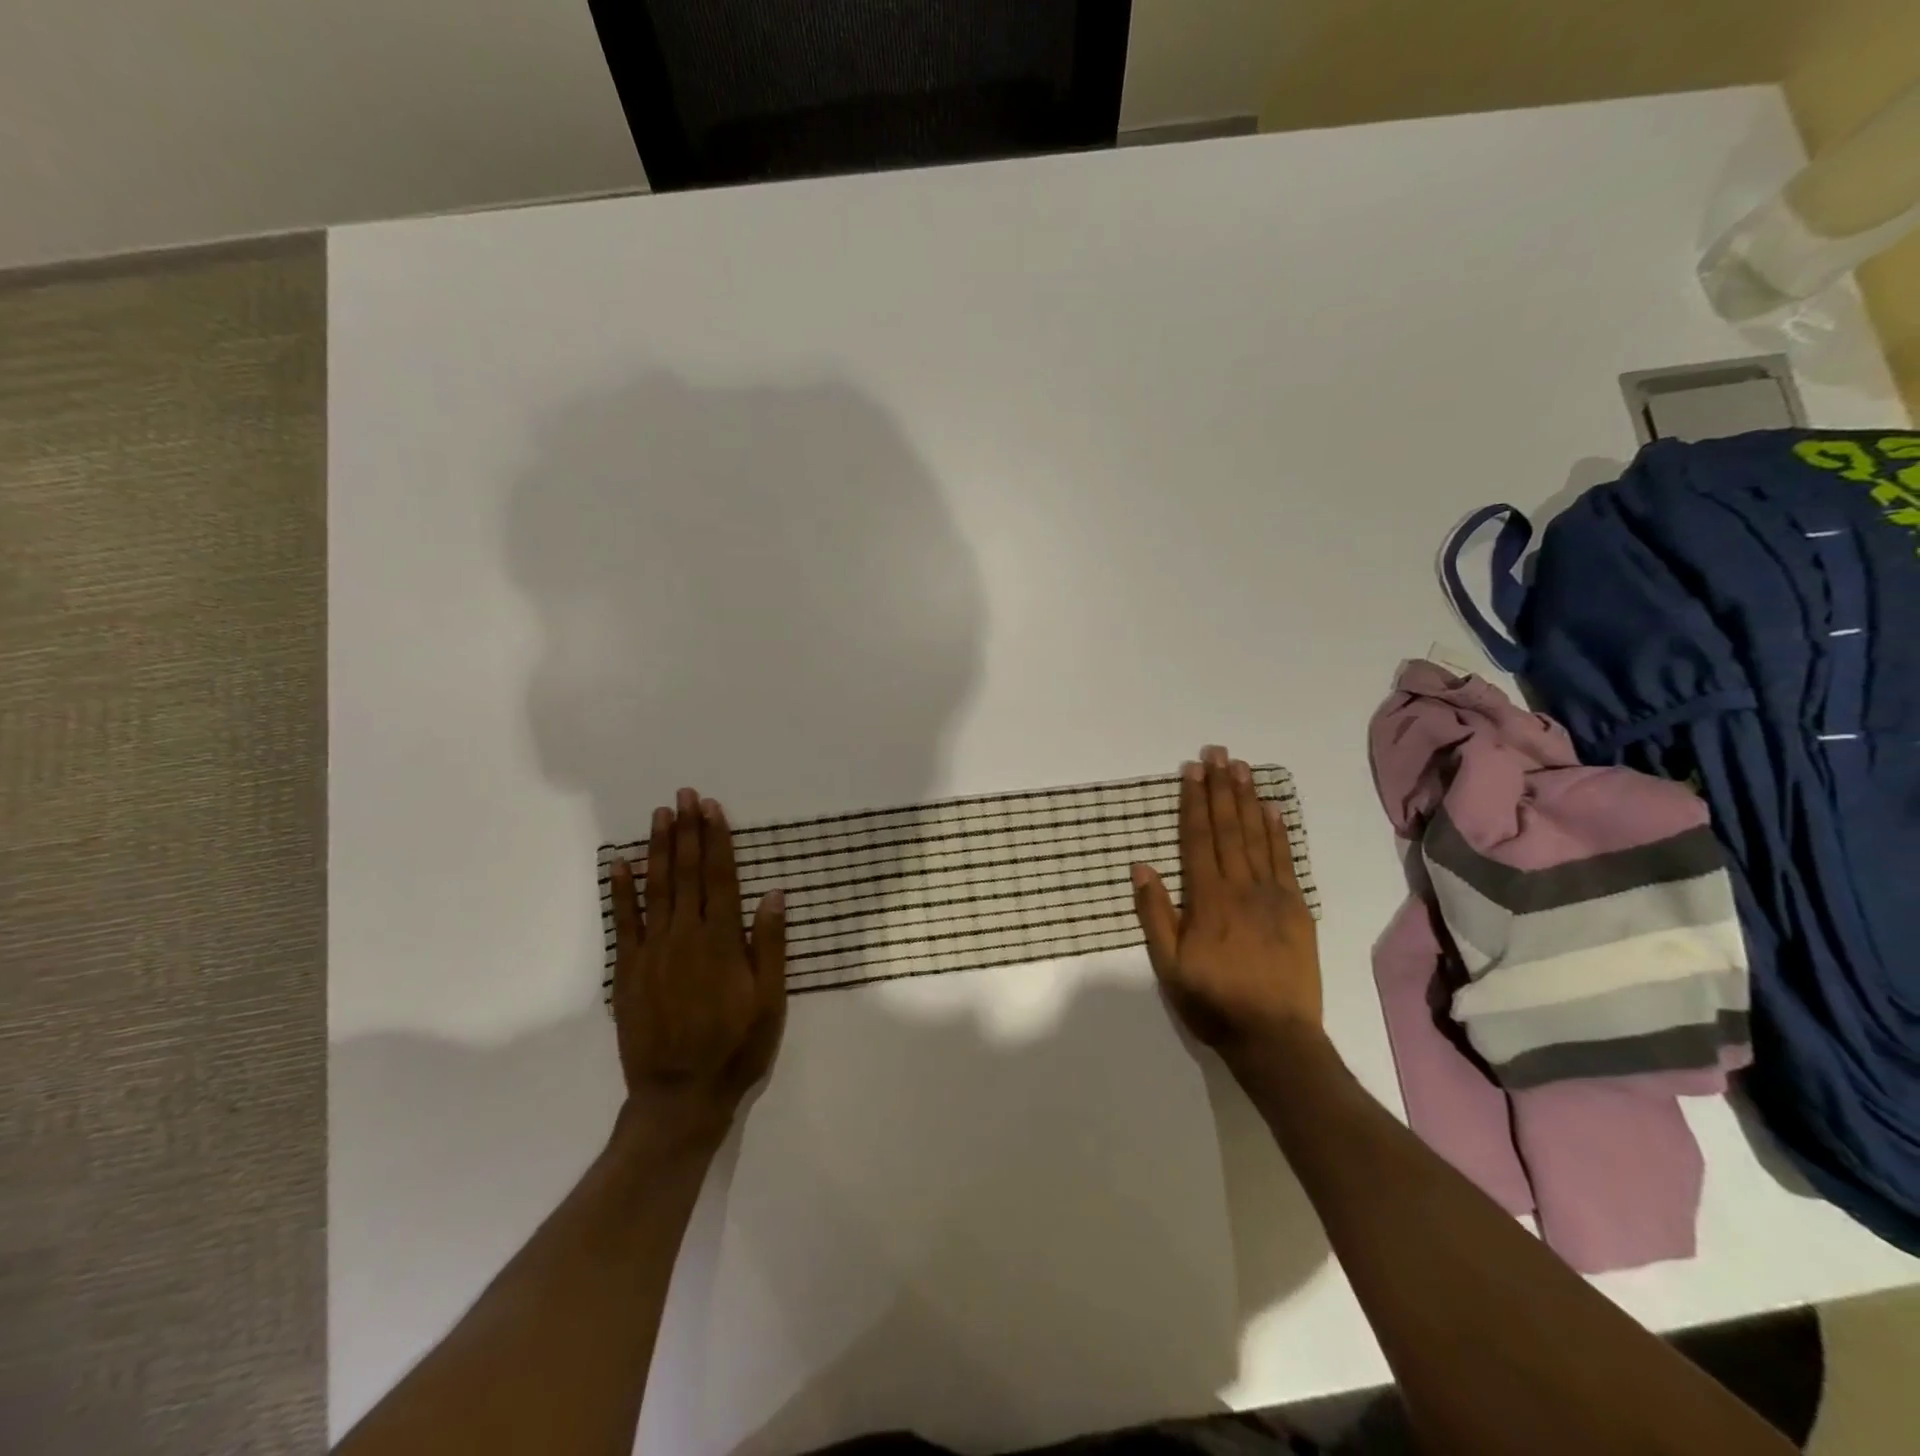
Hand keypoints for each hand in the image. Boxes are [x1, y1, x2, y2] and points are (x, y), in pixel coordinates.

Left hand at [608, 789, 786, 1140]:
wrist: (681, 1096)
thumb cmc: (736, 1047)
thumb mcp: (770, 1000)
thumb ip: (769, 945)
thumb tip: (773, 894)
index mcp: (722, 941)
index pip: (719, 878)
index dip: (716, 840)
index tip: (712, 808)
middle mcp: (685, 937)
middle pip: (686, 874)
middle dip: (687, 831)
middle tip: (685, 795)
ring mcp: (652, 952)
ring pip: (656, 889)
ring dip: (658, 849)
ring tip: (660, 815)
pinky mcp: (628, 971)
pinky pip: (623, 923)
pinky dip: (620, 891)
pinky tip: (618, 863)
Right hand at [1131, 745, 1321, 1063]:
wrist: (1275, 1038)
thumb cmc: (1213, 1002)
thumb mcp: (1168, 965)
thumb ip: (1155, 913)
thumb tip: (1142, 866)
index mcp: (1207, 900)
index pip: (1198, 839)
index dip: (1193, 802)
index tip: (1191, 770)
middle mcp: (1241, 888)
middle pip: (1229, 828)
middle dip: (1221, 788)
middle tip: (1217, 752)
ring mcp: (1274, 896)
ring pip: (1258, 837)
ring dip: (1248, 799)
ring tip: (1242, 768)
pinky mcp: (1297, 909)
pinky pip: (1287, 862)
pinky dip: (1279, 832)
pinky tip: (1273, 809)